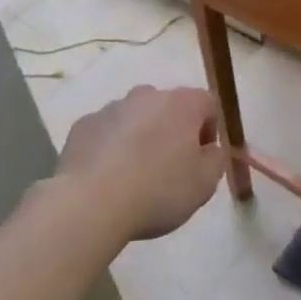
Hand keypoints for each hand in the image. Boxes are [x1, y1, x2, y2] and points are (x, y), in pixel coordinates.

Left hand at [54, 85, 226, 241]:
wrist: (91, 204)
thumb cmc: (158, 191)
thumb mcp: (205, 183)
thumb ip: (216, 159)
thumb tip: (210, 148)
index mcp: (182, 104)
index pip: (208, 104)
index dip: (210, 130)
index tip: (201, 159)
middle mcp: (147, 96)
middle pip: (169, 107)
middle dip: (173, 131)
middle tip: (170, 168)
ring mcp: (112, 108)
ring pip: (136, 118)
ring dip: (141, 137)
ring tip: (134, 176)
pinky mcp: (83, 125)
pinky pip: (106, 132)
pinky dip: (111, 147)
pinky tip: (107, 177)